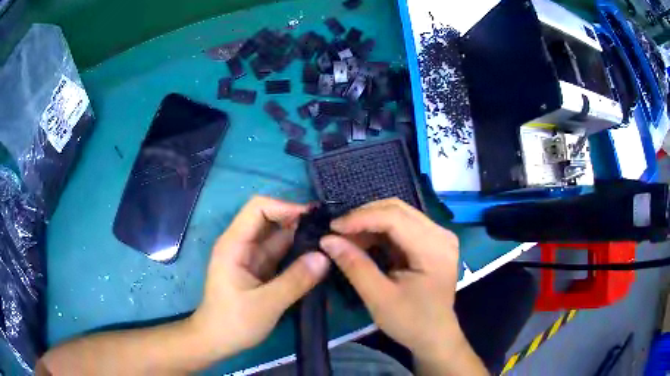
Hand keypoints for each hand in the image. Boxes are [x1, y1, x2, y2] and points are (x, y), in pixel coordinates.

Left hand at [191, 196, 329, 358]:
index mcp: (235, 244)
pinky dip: (300, 256)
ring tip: (331, 245)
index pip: (258, 208)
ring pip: (280, 238)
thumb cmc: (233, 322)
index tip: (313, 219)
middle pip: (272, 221)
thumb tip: (324, 257)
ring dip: (303, 240)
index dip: (285, 207)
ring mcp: (253, 257)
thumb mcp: (265, 304)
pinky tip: (319, 261)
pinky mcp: (261, 270)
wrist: (217, 341)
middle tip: (330, 233)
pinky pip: (283, 255)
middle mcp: (243, 245)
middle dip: (299, 223)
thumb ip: (295, 281)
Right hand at [320, 199, 467, 363]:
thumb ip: (354, 266)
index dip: (361, 218)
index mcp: (434, 249)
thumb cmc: (410, 321)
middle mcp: (441, 234)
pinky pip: (402, 225)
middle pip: (398, 209)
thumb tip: (327, 240)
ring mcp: (439, 235)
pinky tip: (364, 242)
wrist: (434, 335)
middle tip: (337, 232)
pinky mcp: (432, 241)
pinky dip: (380, 231)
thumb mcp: (379, 297)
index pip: (395, 218)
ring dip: (370, 223)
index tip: (332, 228)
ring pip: (398, 214)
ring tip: (347, 239)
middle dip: (364, 217)